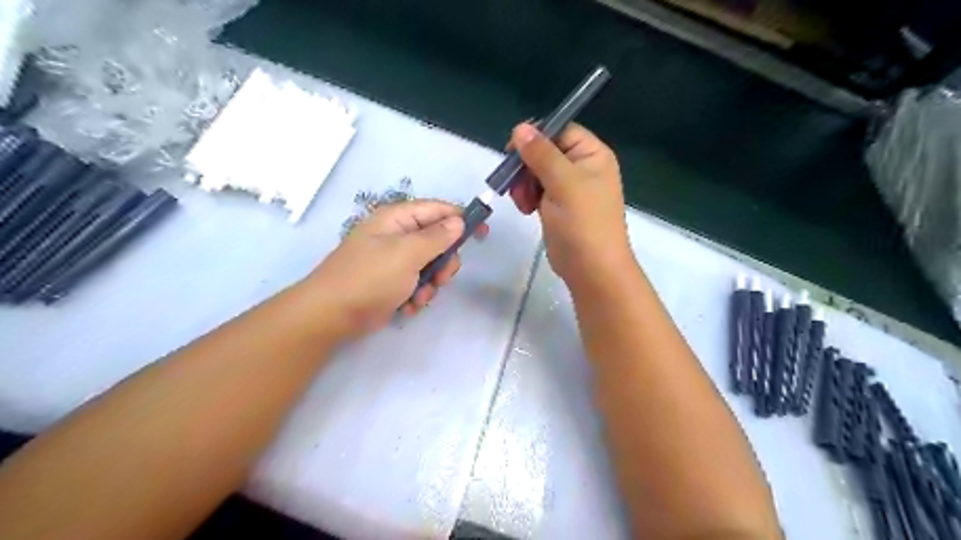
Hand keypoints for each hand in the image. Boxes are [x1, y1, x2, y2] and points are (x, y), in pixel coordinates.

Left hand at [301, 201, 484, 339]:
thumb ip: (437, 236)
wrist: (331, 315)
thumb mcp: (407, 253)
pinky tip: (407, 306)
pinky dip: (417, 296)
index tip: (483, 232)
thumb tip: (458, 220)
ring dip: (431, 284)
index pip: (437, 210)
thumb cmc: (370, 277)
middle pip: (438, 241)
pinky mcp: (392, 283)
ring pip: (431, 266)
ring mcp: (394, 261)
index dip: (461, 218)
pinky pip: (417, 284)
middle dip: (443, 263)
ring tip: (418, 297)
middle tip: (441, 278)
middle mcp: (397, 236)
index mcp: (397, 219)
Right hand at [505, 122, 635, 286]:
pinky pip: (537, 191)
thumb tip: (520, 128)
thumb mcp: (563, 183)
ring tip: (524, 203)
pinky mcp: (557, 206)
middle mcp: (582, 167)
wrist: (591, 269)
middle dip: (527, 166)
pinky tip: (526, 209)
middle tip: (516, 184)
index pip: (561, 131)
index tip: (512, 149)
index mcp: (592, 155)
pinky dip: (527, 197)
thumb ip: (541, 154)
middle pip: (545, 151)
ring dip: (524, 184)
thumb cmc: (583, 223)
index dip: (536, 136)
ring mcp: (569, 188)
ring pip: (537, 172)